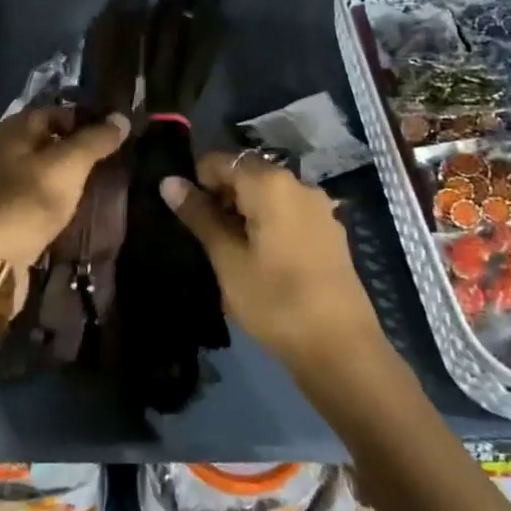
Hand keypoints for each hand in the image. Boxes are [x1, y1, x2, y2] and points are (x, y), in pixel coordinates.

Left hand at [0, 106, 130, 286]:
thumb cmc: (26, 201)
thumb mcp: (68, 164)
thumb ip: (95, 140)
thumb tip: (121, 117)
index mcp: (19, 127)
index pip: (65, 111)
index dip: (94, 119)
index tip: (125, 134)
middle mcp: (12, 148)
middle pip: (59, 141)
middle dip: (89, 150)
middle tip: (125, 161)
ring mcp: (11, 182)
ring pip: (54, 170)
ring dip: (79, 178)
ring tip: (113, 185)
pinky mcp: (15, 212)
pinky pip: (47, 196)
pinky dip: (67, 200)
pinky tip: (88, 208)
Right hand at [160, 152, 384, 373]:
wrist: (341, 349)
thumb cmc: (275, 301)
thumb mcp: (228, 260)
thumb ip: (199, 216)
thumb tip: (169, 181)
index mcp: (270, 184)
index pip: (221, 161)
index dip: (198, 181)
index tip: (187, 215)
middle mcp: (298, 184)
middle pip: (247, 174)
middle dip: (221, 196)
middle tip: (205, 237)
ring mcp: (318, 207)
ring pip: (268, 194)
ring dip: (244, 211)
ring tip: (230, 251)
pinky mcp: (329, 231)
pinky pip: (288, 212)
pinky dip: (268, 223)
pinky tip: (260, 258)